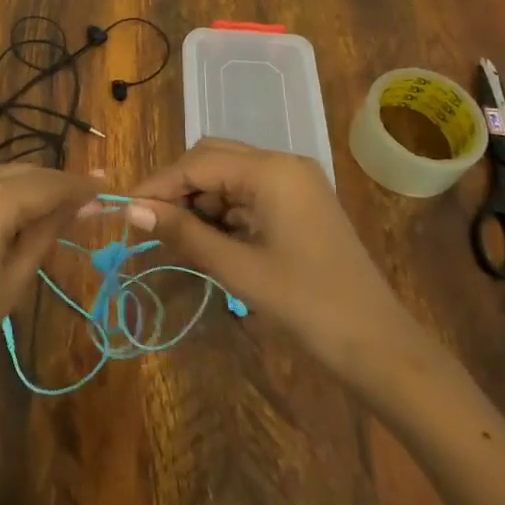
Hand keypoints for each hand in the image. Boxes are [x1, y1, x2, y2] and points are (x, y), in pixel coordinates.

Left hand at [0, 164, 95, 420]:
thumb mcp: (15, 278)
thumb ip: (50, 230)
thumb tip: (87, 202)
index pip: (47, 184)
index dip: (81, 186)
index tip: (109, 188)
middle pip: (23, 173)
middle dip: (55, 187)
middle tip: (89, 203)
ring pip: (0, 176)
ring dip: (27, 190)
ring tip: (56, 214)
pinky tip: (15, 215)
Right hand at [127, 138, 440, 402]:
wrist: (379, 345)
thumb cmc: (307, 304)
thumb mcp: (237, 268)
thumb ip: (183, 233)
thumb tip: (132, 210)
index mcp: (271, 171)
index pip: (198, 163)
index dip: (158, 184)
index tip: (126, 210)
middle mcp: (283, 164)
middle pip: (213, 159)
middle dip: (178, 188)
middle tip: (149, 222)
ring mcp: (295, 183)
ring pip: (229, 177)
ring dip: (200, 202)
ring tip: (176, 237)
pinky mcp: (300, 203)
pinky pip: (249, 194)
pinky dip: (224, 212)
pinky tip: (209, 240)